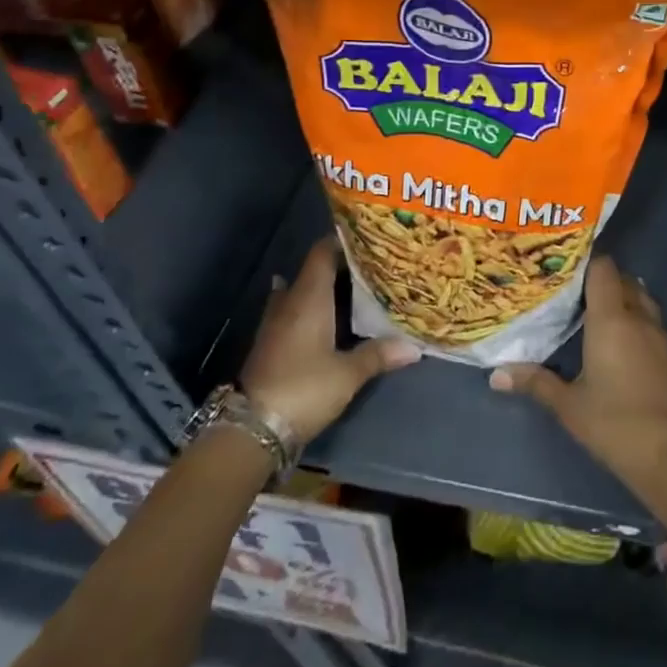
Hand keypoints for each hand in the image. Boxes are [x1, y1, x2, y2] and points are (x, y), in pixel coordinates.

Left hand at [240, 239, 419, 441]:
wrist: (252, 428)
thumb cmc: (304, 388)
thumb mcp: (348, 374)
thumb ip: (378, 355)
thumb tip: (414, 347)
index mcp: (309, 298)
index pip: (322, 253)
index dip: (343, 241)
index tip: (369, 238)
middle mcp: (289, 302)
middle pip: (313, 271)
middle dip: (339, 266)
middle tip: (371, 267)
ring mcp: (275, 323)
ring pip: (300, 292)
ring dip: (322, 289)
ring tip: (352, 290)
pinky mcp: (270, 344)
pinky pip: (292, 312)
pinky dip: (310, 309)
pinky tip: (326, 318)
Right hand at [490, 256, 666, 530]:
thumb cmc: (615, 425)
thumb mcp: (569, 405)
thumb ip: (535, 382)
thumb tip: (496, 374)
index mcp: (612, 319)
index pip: (603, 268)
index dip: (584, 261)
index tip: (560, 265)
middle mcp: (638, 317)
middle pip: (621, 279)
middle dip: (598, 279)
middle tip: (569, 289)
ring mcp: (659, 335)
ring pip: (639, 297)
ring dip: (618, 296)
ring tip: (588, 309)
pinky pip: (649, 319)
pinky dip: (632, 317)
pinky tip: (614, 337)